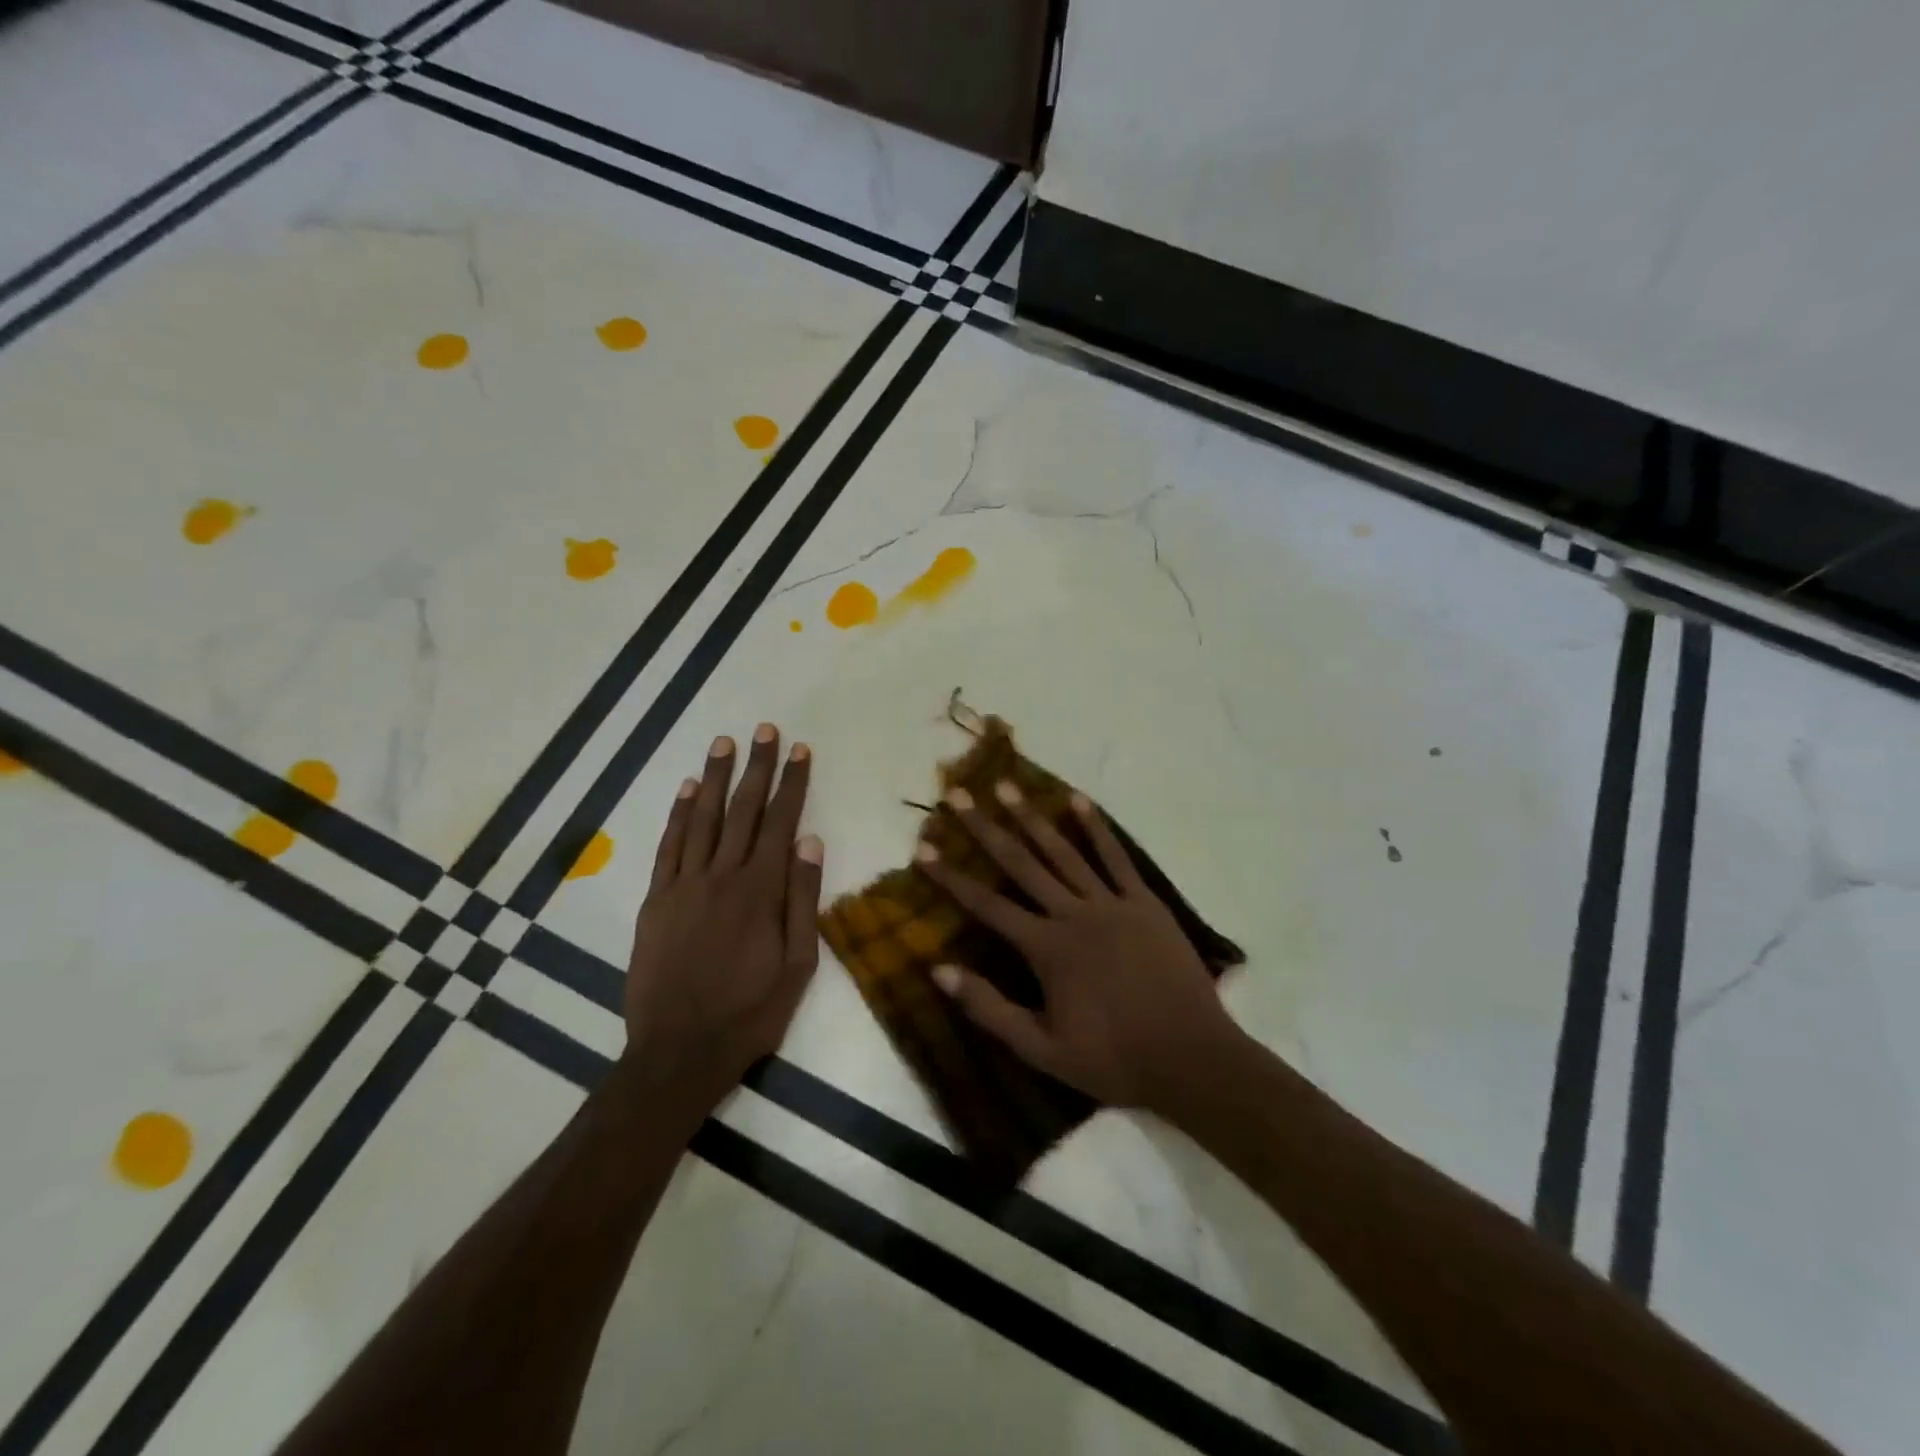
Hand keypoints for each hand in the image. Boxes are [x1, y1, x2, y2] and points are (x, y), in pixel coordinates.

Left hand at [621, 724, 822, 1113]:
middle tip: (765, 730)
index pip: (781, 822)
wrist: (679, 1051)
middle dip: (757, 767)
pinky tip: (689, 790)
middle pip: (744, 810)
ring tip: (725, 743)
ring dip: (716, 778)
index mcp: (761, 891)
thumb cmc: (751, 1011)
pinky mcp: (656, 900)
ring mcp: (684, 885)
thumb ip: (804, 900)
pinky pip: (668, 846)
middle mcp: (722, 876)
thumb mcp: (798, 964)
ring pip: (703, 819)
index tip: (800, 750)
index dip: (793, 783)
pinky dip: (679, 814)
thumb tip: (811, 841)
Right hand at [914, 782, 1241, 1111]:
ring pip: (1064, 851)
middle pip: (1021, 863)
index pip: (987, 904)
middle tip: (960, 795)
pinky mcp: (1144, 903)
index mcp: (1046, 948)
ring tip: (1008, 786)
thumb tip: (939, 970)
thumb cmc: (1113, 1059)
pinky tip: (1079, 800)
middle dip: (985, 828)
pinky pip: (1117, 857)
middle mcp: (1074, 914)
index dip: (951, 877)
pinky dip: (1097, 827)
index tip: (923, 849)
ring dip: (1032, 816)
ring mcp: (1112, 903)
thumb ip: (990, 1008)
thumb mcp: (1042, 1049)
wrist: (1191, 1058)